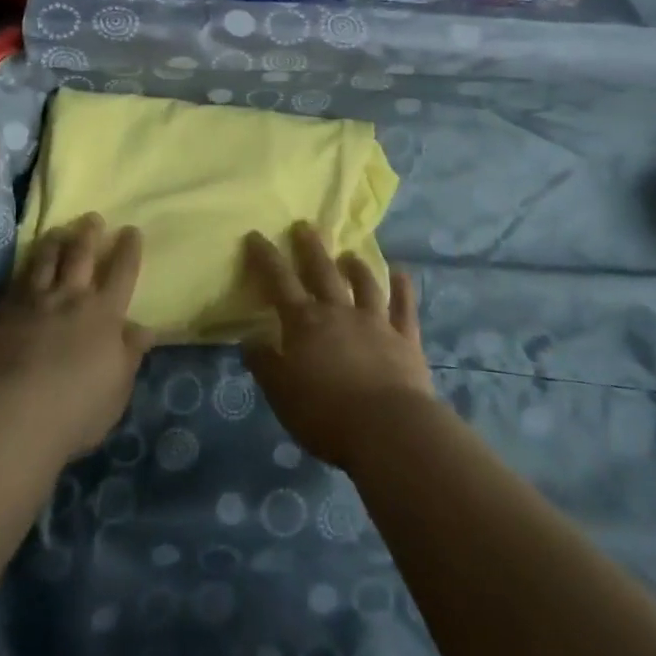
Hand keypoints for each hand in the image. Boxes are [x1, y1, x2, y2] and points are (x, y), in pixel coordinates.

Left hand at [0, 214, 154, 459]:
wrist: (15, 414)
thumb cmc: (77, 409)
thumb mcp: (117, 388)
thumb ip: (129, 354)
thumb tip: (143, 329)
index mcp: (105, 314)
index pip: (122, 272)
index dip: (128, 249)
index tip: (131, 230)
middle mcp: (72, 297)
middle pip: (82, 255)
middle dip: (90, 233)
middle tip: (93, 218)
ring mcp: (36, 301)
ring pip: (47, 259)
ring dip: (55, 241)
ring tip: (58, 230)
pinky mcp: (5, 311)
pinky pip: (18, 279)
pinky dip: (26, 266)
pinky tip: (27, 262)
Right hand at [242, 222, 435, 468]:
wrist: (388, 429)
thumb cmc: (326, 414)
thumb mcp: (280, 393)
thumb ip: (264, 363)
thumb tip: (250, 338)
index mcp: (305, 323)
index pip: (279, 282)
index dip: (266, 258)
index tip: (256, 235)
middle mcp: (339, 313)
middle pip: (323, 272)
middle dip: (311, 248)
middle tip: (304, 226)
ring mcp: (376, 323)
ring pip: (365, 285)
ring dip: (356, 267)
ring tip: (350, 254)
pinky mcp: (405, 340)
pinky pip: (404, 308)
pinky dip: (403, 289)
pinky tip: (402, 274)